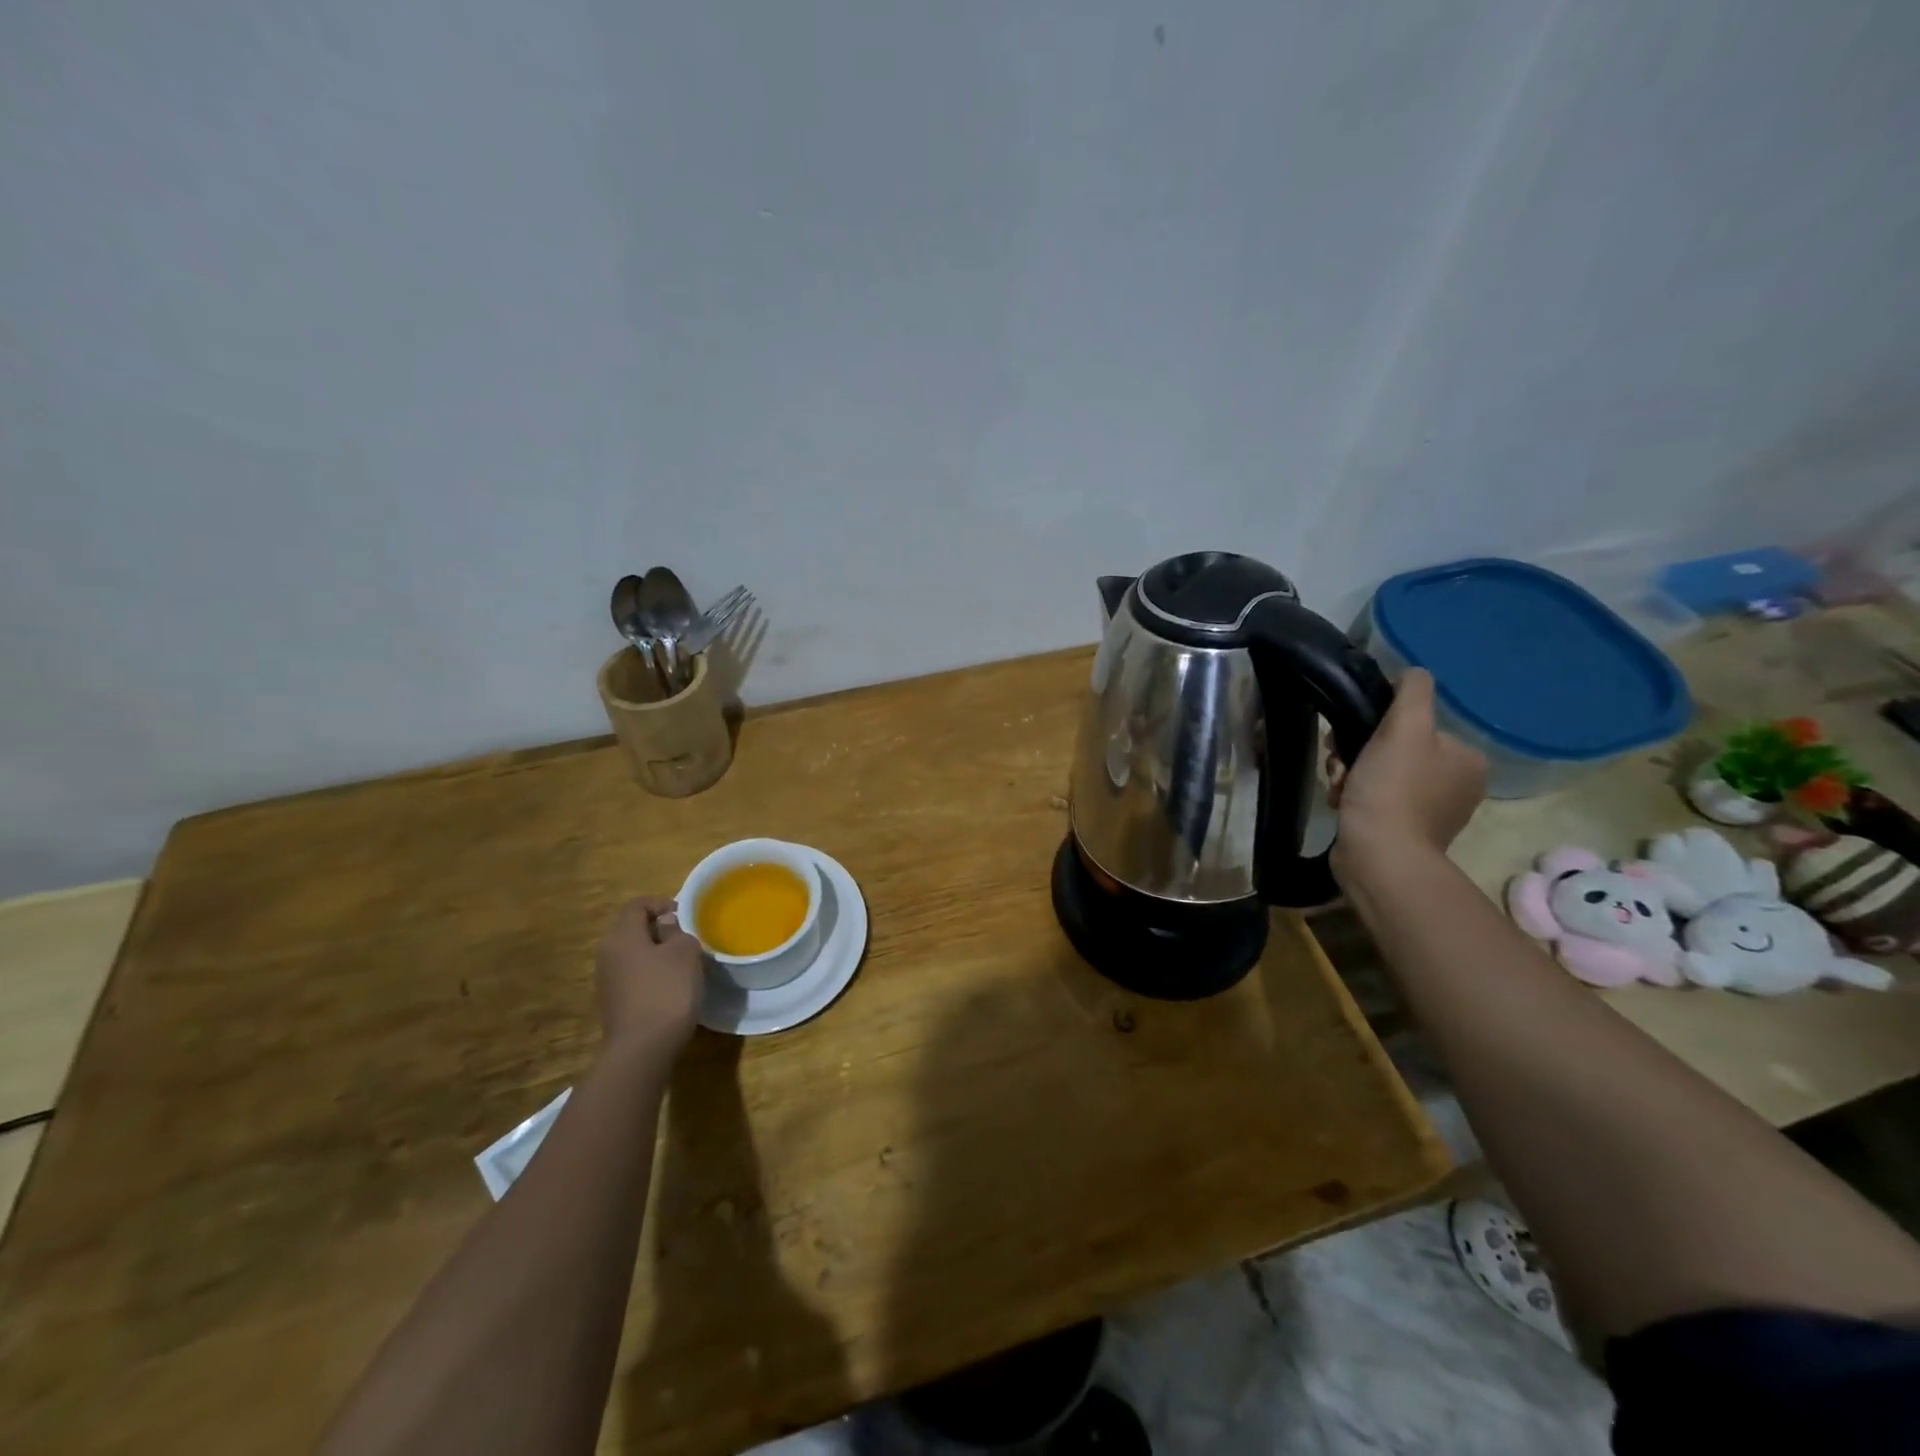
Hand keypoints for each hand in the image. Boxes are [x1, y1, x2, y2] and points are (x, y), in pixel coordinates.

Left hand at [594, 896, 702, 1057]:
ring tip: (680, 963)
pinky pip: (632, 975)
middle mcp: (607, 953)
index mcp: (622, 935)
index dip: (661, 903)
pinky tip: (669, 987)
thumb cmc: (666, 991)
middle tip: (685, 939)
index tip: (684, 916)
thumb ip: (676, 931)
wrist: (642, 1049)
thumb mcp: (684, 952)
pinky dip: (649, 973)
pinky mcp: (613, 1001)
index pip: (638, 905)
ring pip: (632, 953)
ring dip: (655, 952)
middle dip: (658, 928)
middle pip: (632, 928)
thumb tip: (664, 925)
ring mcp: (607, 979)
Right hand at [1328, 669, 1487, 867]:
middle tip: (1341, 764)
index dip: (1377, 725)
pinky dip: (1352, 796)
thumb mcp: (1404, 727)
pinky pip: (1373, 799)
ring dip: (1349, 773)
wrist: (1379, 856)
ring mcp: (1430, 810)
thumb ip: (1412, 692)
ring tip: (1338, 786)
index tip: (1353, 737)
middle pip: (1394, 748)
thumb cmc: (1393, 789)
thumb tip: (1411, 673)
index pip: (1416, 724)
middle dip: (1358, 752)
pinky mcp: (1403, 831)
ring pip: (1378, 772)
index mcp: (1466, 759)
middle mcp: (1455, 784)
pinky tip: (1340, 802)